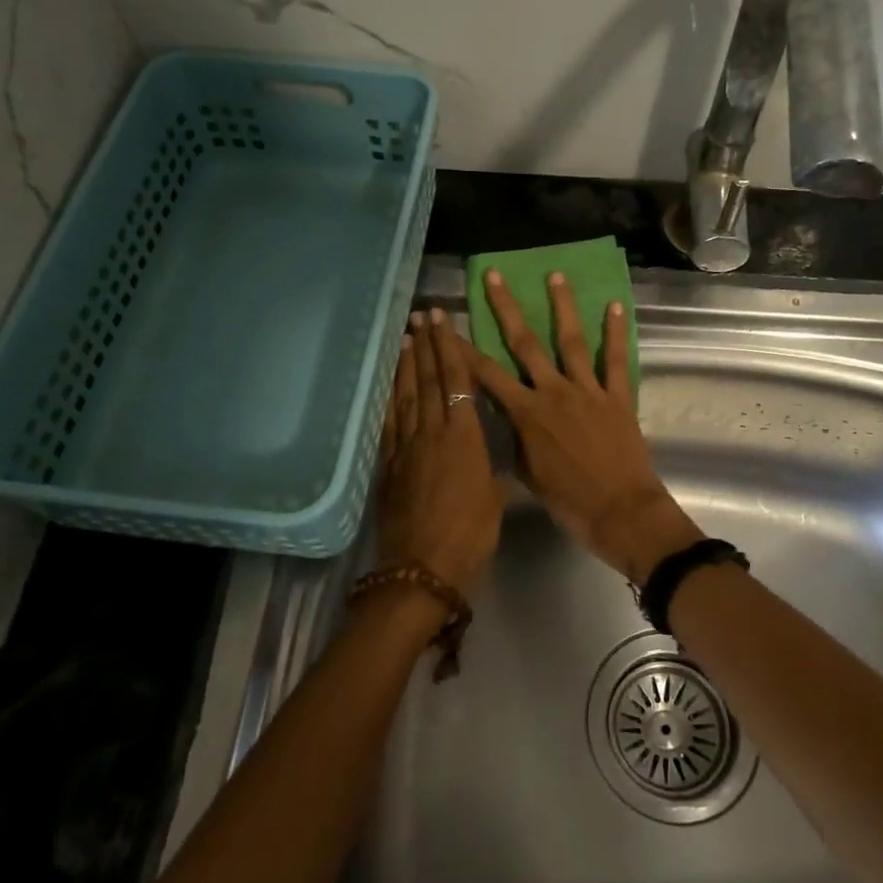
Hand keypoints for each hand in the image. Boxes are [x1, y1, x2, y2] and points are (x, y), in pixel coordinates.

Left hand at [375, 309, 502, 595]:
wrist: (423, 568)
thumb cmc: (471, 535)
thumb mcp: (494, 500)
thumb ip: (489, 472)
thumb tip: (488, 461)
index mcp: (466, 438)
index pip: (457, 381)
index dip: (450, 348)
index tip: (444, 321)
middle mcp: (434, 433)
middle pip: (429, 380)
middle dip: (427, 345)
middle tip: (422, 315)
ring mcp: (407, 447)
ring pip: (406, 396)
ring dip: (406, 365)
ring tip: (405, 337)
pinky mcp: (388, 464)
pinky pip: (389, 422)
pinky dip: (389, 398)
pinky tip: (389, 383)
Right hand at [465, 271, 702, 585]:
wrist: (621, 513)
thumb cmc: (569, 503)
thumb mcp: (528, 474)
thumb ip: (516, 440)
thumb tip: (506, 418)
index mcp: (527, 415)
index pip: (487, 375)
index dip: (464, 349)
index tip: (447, 323)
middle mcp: (554, 393)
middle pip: (525, 343)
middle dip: (506, 307)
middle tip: (494, 275)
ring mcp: (588, 391)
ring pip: (571, 341)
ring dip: (562, 305)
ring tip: (555, 274)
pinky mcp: (619, 397)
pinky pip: (617, 360)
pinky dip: (616, 333)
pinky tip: (615, 305)